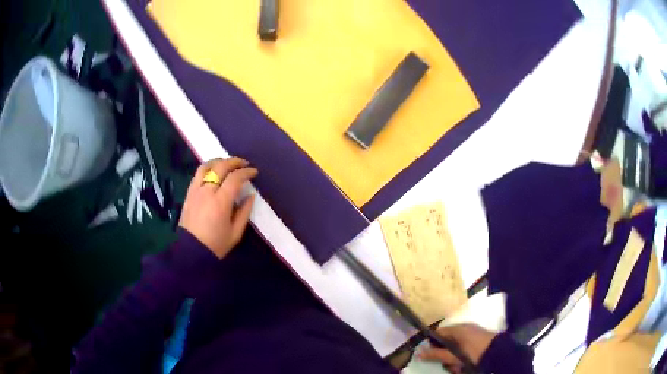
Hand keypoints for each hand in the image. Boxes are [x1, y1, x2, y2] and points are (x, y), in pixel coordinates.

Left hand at [179, 157, 256, 258]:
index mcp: (220, 202)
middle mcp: (207, 192)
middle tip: (244, 163)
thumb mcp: (236, 233)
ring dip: (219, 161)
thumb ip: (244, 212)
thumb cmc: (216, 244)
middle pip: (220, 167)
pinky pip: (197, 174)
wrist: (192, 251)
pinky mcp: (189, 193)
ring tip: (227, 164)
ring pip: (206, 166)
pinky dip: (207, 168)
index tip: (254, 172)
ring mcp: (195, 191)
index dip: (246, 172)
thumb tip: (250, 195)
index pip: (235, 178)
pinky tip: (213, 171)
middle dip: (234, 162)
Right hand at [418, 324, 495, 372]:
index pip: (438, 332)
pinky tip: (463, 367)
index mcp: (458, 329)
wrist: (499, 353)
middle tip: (448, 365)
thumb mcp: (455, 355)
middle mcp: (464, 331)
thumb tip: (419, 352)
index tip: (427, 355)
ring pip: (454, 350)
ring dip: (453, 361)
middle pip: (445, 343)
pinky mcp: (477, 343)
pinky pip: (462, 351)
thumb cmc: (475, 351)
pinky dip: (461, 360)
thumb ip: (437, 354)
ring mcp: (471, 337)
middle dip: (444, 356)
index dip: (430, 343)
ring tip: (458, 368)